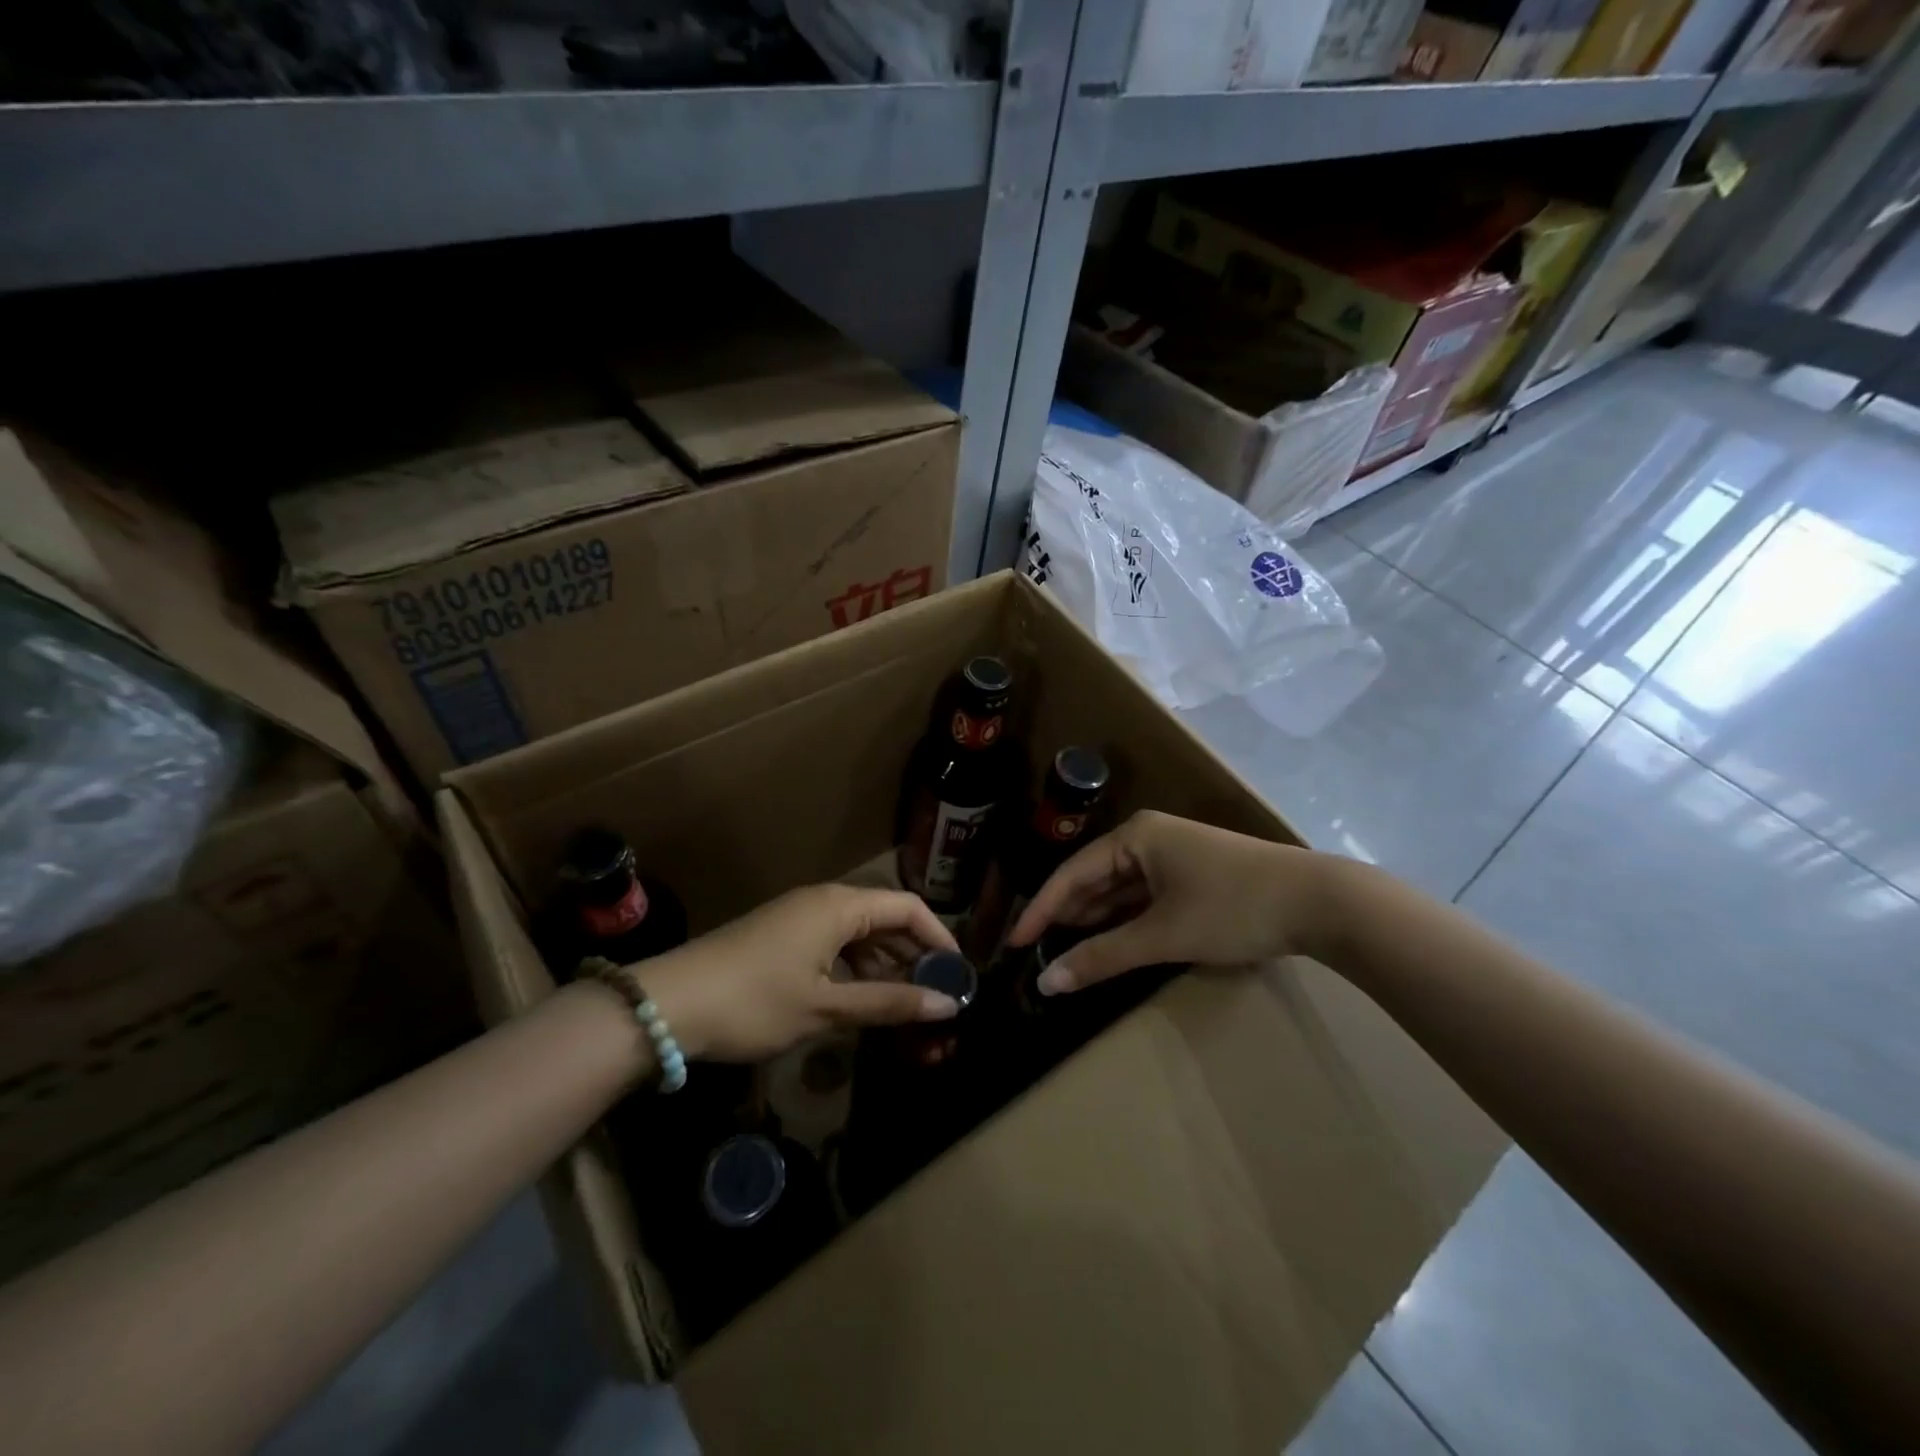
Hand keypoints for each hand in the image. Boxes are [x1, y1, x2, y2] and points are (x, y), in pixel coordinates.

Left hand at [642, 885, 960, 1061]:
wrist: (667, 1005)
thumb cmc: (755, 1001)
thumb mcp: (826, 1007)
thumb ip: (889, 1003)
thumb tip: (948, 1005)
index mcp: (839, 905)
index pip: (908, 907)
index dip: (939, 937)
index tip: (958, 974)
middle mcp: (824, 901)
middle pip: (885, 918)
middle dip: (914, 955)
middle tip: (936, 996)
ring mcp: (799, 917)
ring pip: (859, 933)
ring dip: (885, 965)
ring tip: (904, 1005)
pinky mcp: (782, 936)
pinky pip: (834, 943)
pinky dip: (856, 968)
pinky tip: (861, 1000)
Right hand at [1006, 810, 1336, 994]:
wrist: (1320, 902)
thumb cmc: (1233, 908)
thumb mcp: (1163, 935)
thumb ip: (1103, 957)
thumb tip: (1047, 982)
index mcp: (1134, 837)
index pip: (1071, 874)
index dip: (1040, 910)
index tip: (1013, 943)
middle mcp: (1147, 839)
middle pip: (1092, 879)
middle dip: (1066, 916)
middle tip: (1034, 953)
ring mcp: (1171, 857)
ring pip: (1118, 891)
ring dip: (1094, 921)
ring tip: (1063, 953)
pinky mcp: (1191, 877)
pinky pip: (1143, 898)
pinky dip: (1124, 922)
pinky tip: (1108, 944)